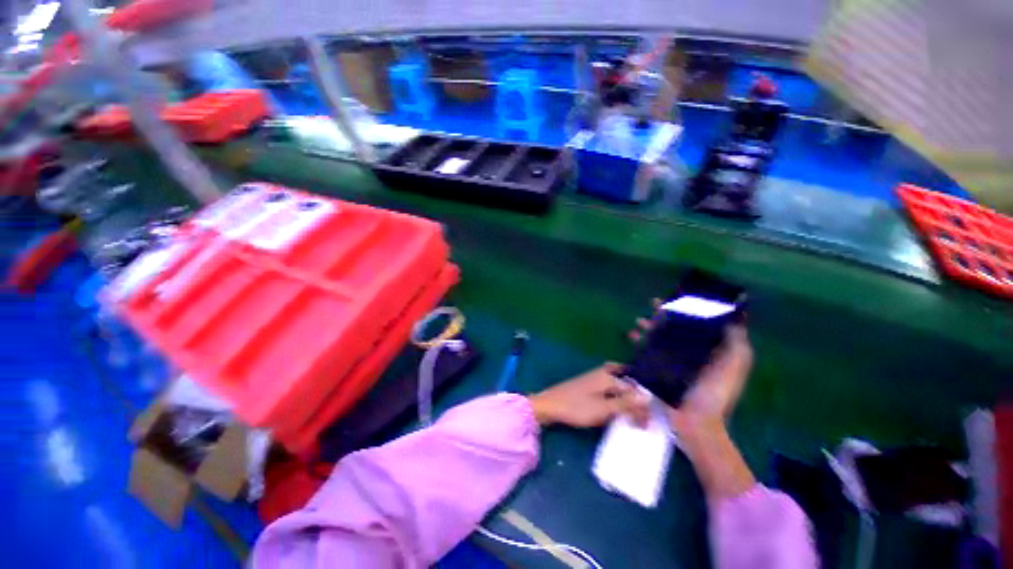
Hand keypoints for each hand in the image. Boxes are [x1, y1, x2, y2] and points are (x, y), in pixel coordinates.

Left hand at [529, 364, 649, 427]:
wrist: (549, 405)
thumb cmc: (576, 407)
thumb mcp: (604, 408)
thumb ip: (626, 403)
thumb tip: (648, 397)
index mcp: (608, 376)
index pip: (633, 389)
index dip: (642, 406)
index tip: (646, 424)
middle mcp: (602, 373)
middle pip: (626, 381)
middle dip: (636, 395)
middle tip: (644, 412)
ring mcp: (593, 378)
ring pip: (617, 383)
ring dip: (626, 395)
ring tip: (634, 410)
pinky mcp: (587, 385)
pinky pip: (608, 387)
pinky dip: (616, 395)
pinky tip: (616, 405)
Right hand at [628, 301, 753, 419]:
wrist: (696, 422)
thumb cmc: (716, 392)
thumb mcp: (734, 364)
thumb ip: (736, 341)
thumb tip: (736, 316)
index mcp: (710, 349)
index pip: (698, 322)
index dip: (689, 308)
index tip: (679, 296)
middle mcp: (691, 352)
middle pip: (676, 327)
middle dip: (665, 315)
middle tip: (653, 304)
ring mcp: (674, 362)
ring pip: (660, 337)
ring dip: (649, 327)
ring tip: (639, 321)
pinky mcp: (660, 369)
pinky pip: (648, 351)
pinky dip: (640, 342)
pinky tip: (632, 336)